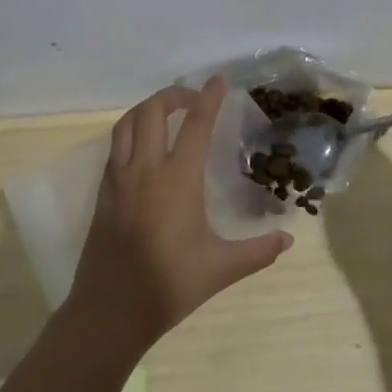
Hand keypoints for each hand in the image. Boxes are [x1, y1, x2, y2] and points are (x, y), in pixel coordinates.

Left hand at [68, 75, 294, 349]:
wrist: (110, 310)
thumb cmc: (169, 285)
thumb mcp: (221, 268)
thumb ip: (257, 251)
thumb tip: (288, 239)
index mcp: (176, 180)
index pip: (195, 125)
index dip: (208, 99)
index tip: (218, 80)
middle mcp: (144, 170)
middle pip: (152, 112)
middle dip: (173, 95)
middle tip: (194, 98)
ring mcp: (118, 179)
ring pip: (127, 124)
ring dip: (147, 109)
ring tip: (167, 112)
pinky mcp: (103, 192)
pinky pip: (115, 146)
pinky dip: (131, 131)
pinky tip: (143, 146)